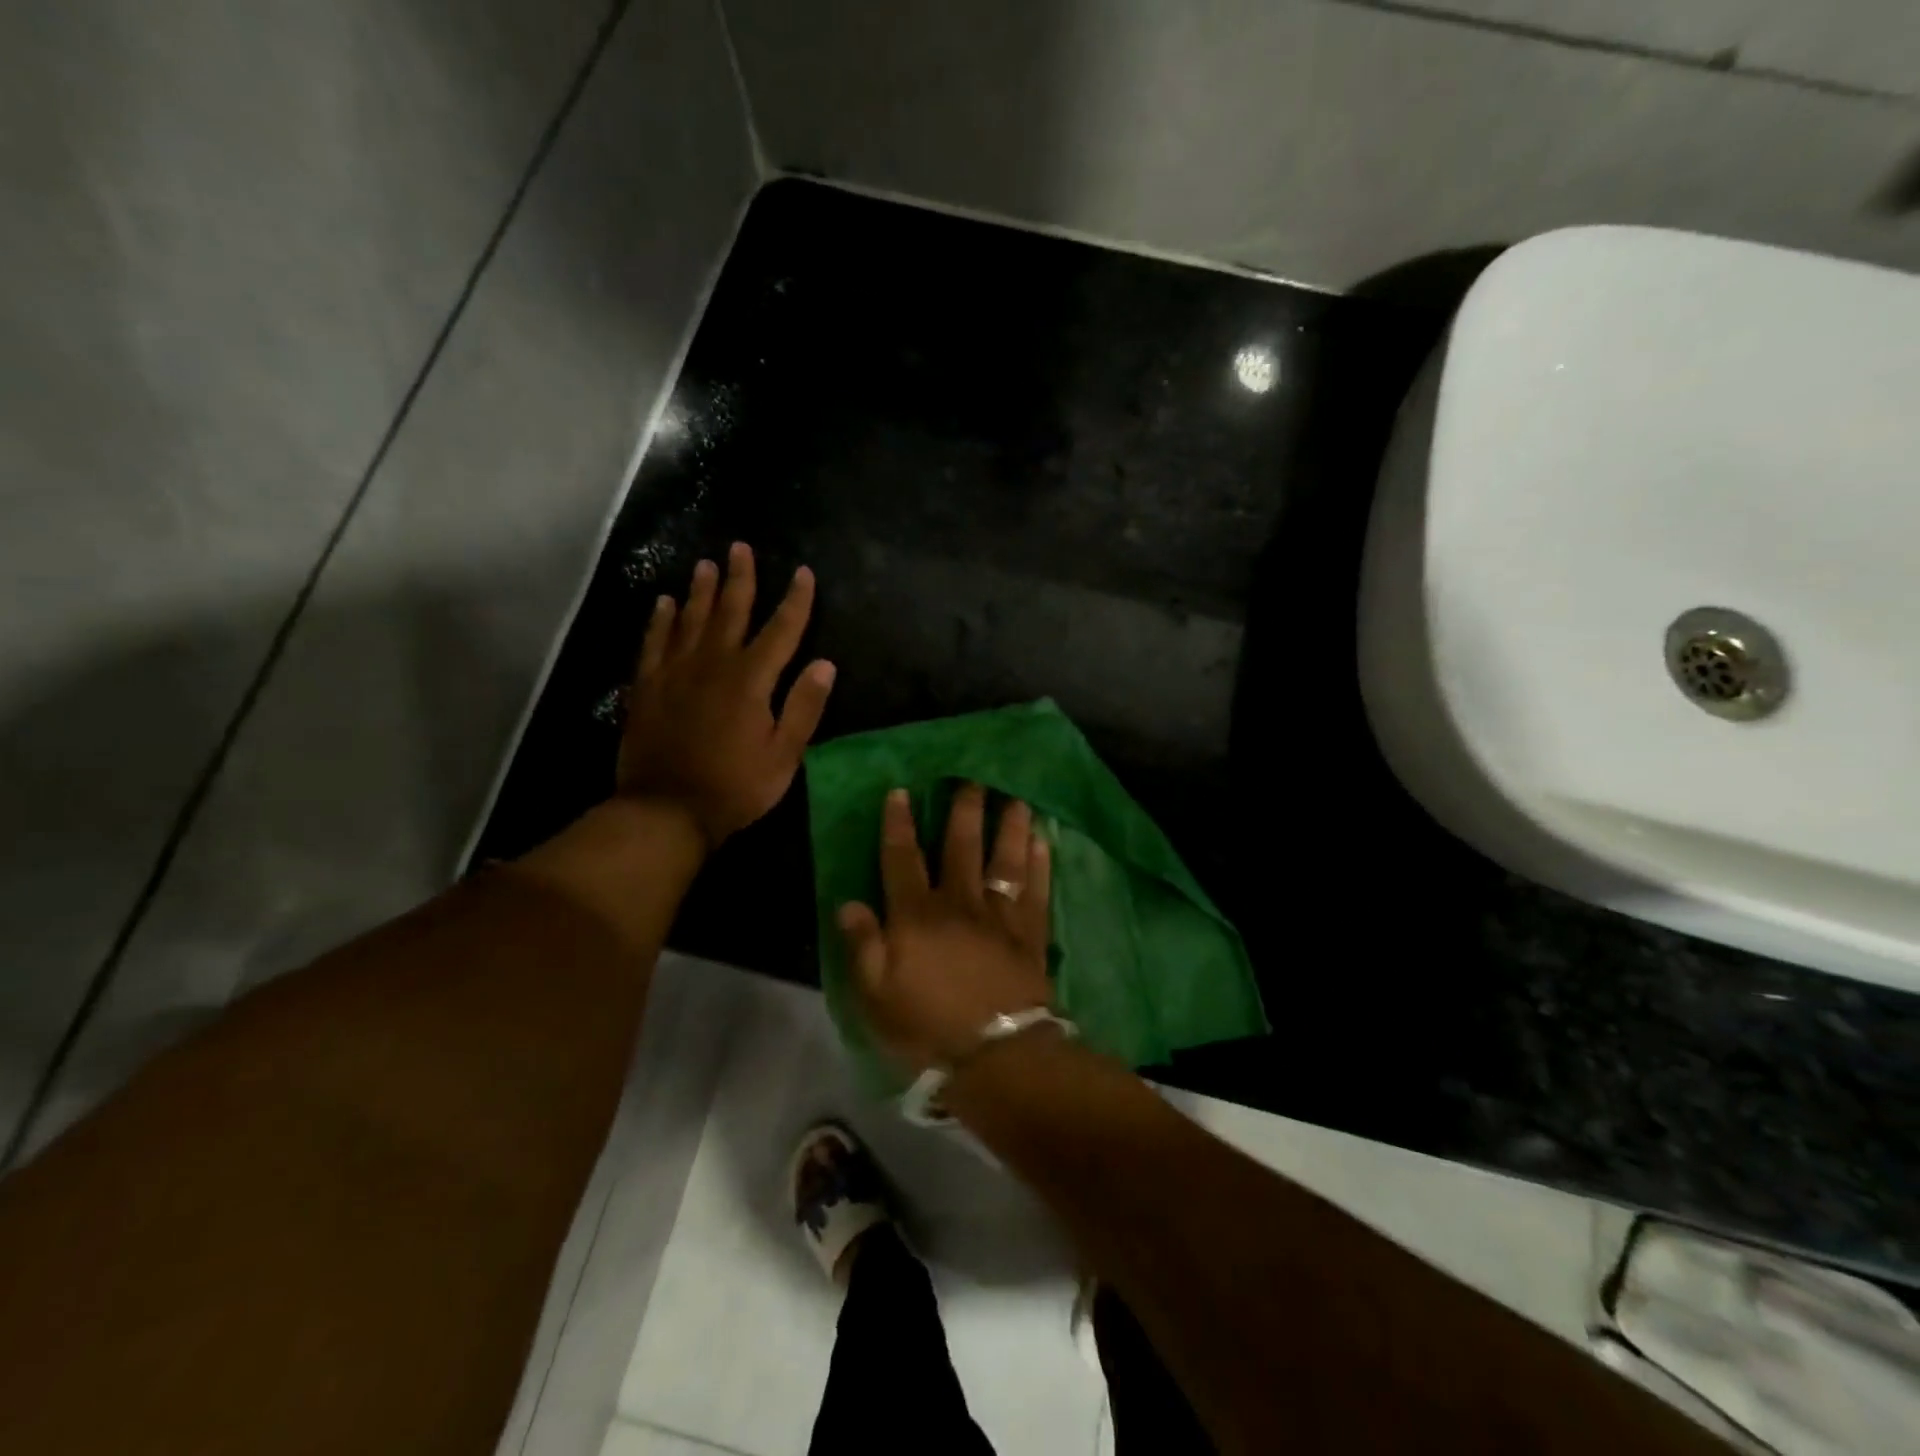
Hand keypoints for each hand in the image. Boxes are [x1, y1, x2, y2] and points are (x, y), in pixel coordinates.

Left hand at [618, 543, 834, 846]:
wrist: (666, 810)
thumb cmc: (735, 787)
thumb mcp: (784, 755)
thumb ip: (804, 707)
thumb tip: (825, 664)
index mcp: (751, 681)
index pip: (781, 630)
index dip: (795, 601)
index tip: (803, 572)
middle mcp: (713, 665)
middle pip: (731, 612)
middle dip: (740, 579)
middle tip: (740, 547)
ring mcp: (675, 673)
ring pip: (691, 620)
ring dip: (701, 590)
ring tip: (706, 564)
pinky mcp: (647, 687)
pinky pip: (654, 643)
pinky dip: (661, 620)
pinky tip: (664, 602)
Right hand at [837, 783, 1053, 1072]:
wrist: (996, 1053)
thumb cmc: (926, 1026)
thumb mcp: (875, 995)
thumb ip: (863, 945)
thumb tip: (849, 903)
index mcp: (916, 915)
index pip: (902, 859)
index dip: (898, 825)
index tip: (901, 792)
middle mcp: (959, 903)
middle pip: (961, 847)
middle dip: (964, 811)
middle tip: (973, 779)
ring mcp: (999, 916)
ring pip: (1004, 860)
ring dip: (1010, 827)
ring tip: (1017, 800)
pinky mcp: (1030, 934)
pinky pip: (1036, 890)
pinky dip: (1040, 864)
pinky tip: (1044, 842)